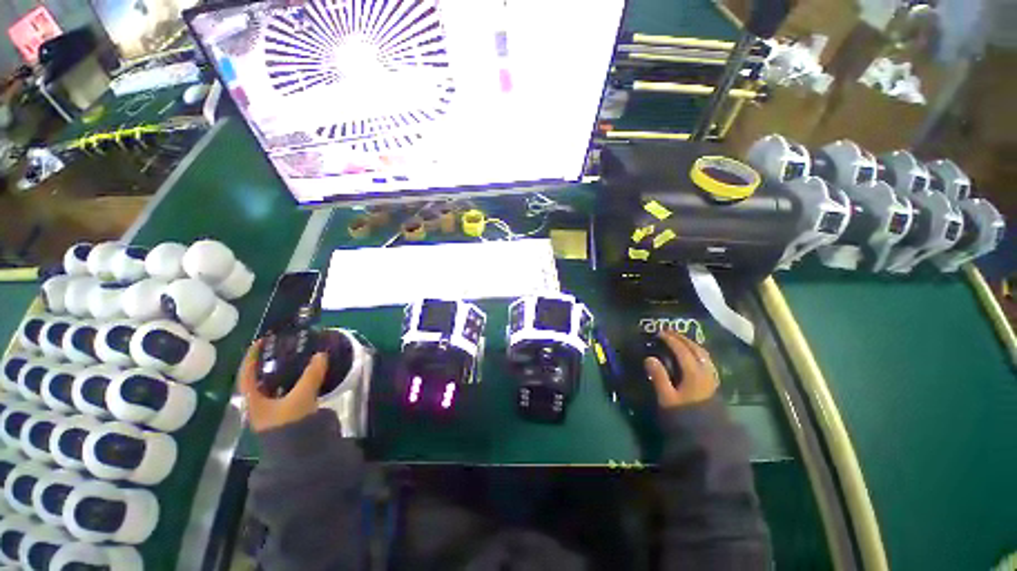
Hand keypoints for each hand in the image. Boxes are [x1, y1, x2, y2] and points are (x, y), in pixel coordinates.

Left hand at [238, 339, 329, 432]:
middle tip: (286, 347)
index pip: (246, 373)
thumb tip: (321, 354)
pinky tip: (307, 376)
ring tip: (299, 358)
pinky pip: (288, 391)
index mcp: (253, 399)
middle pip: (261, 378)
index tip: (262, 340)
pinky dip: (295, 381)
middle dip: (271, 361)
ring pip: (275, 385)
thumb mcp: (300, 397)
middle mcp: (259, 403)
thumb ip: (311, 375)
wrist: (297, 453)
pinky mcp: (287, 414)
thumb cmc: (290, 424)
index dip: (251, 355)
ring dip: (285, 371)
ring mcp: (273, 410)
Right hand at [644, 330, 718, 408]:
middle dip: (682, 338)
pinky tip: (693, 355)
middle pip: (695, 349)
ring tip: (680, 340)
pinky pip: (707, 360)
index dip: (671, 340)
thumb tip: (649, 358)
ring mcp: (711, 377)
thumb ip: (659, 377)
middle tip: (669, 332)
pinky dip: (698, 352)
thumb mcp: (667, 398)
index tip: (659, 333)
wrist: (705, 435)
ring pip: (703, 353)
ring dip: (691, 344)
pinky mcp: (713, 383)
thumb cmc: (683, 415)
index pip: (682, 350)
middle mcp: (705, 371)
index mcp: (693, 373)